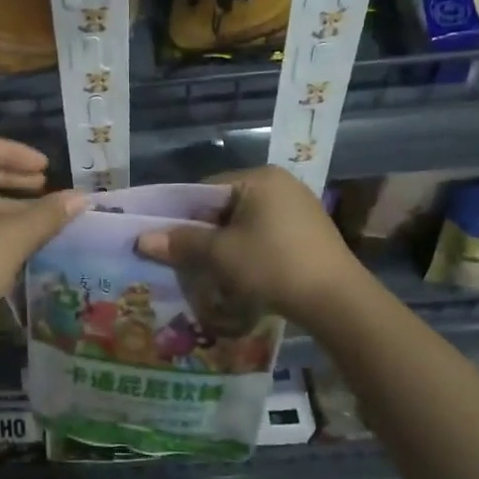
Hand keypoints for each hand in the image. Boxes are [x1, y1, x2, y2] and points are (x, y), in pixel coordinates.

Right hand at [135, 166, 361, 329]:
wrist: (336, 300)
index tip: (168, 243)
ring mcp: (299, 208)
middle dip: (205, 235)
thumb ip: (181, 243)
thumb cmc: (272, 265)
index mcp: (259, 178)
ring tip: (214, 274)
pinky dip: (249, 253)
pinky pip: (266, 236)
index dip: (182, 216)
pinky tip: (244, 277)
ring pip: (245, 224)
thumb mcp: (220, 255)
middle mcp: (281, 184)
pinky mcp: (309, 233)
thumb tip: (141, 239)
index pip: (206, 190)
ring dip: (226, 247)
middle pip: (225, 207)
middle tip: (188, 262)